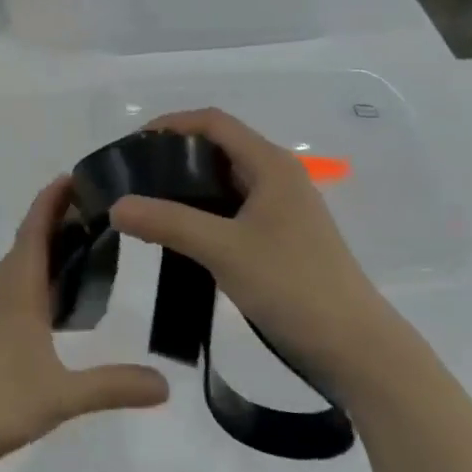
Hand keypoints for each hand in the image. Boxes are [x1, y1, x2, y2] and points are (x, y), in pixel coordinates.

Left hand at [0, 177, 169, 471]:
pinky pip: (22, 291)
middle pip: (31, 242)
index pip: (36, 230)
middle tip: (99, 206)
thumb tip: (167, 384)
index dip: (52, 200)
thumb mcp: (60, 395)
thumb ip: (113, 386)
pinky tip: (64, 301)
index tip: (76, 175)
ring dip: (50, 247)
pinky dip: (44, 279)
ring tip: (88, 242)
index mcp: (19, 290)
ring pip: (25, 267)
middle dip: (58, 218)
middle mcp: (6, 292)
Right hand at [108, 108, 392, 376]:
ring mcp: (281, 209)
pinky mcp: (279, 238)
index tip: (132, 145)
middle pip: (218, 148)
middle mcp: (277, 177)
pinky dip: (201, 213)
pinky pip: (231, 210)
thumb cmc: (292, 286)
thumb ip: (168, 223)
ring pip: (224, 182)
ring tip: (145, 205)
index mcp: (271, 165)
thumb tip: (116, 205)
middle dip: (173, 156)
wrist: (354, 348)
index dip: (171, 124)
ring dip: (186, 188)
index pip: (213, 122)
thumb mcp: (223, 250)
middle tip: (131, 178)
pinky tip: (176, 234)